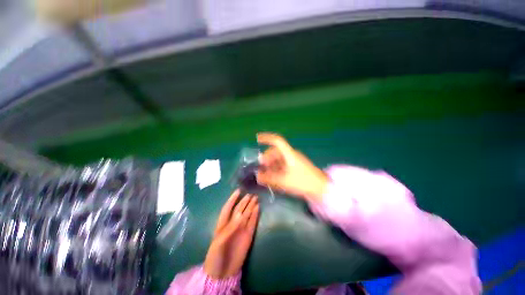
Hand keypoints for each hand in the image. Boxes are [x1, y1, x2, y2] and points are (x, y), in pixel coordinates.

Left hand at [204, 190, 258, 278]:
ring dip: (251, 206)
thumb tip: (241, 215)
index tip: (238, 191)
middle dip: (244, 201)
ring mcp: (241, 229)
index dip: (233, 199)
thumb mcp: (219, 242)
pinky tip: (258, 208)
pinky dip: (255, 215)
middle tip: (251, 194)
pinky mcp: (248, 235)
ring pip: (247, 214)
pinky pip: (253, 223)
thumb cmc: (215, 256)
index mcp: (223, 224)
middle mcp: (233, 224)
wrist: (222, 273)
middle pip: (239, 209)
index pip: (228, 208)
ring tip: (255, 198)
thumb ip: (230, 228)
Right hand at [256, 133, 328, 201]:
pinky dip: (276, 169)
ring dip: (271, 165)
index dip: (266, 138)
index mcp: (289, 154)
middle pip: (276, 152)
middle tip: (261, 167)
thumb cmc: (303, 182)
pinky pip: (283, 165)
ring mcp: (294, 161)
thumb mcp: (284, 181)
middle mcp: (291, 155)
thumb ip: (269, 178)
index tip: (257, 138)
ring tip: (266, 174)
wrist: (321, 188)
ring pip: (279, 159)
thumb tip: (257, 176)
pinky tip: (273, 177)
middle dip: (267, 158)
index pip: (277, 141)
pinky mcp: (296, 167)